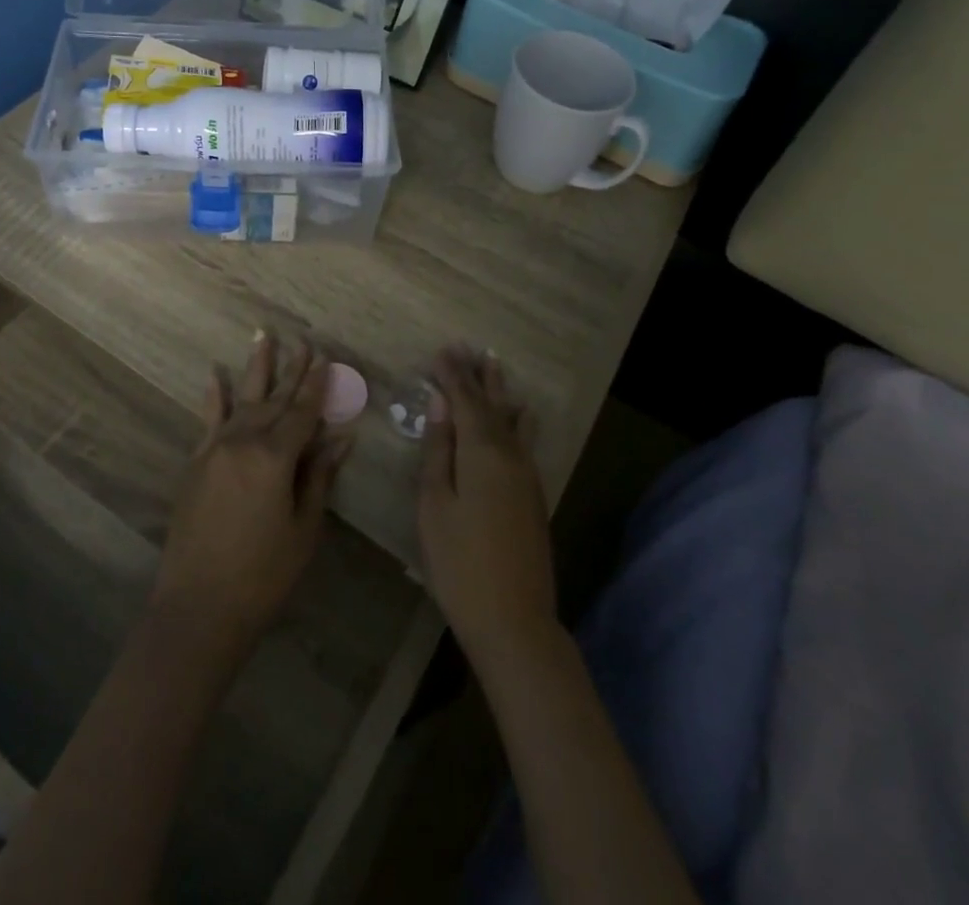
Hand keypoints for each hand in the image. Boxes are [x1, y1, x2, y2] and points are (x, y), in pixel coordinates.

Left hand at [152, 331, 353, 655]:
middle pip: (274, 400)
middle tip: (304, 341)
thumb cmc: (263, 574)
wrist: (198, 606)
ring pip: (242, 400)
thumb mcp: (303, 528)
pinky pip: (208, 420)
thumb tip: (341, 437)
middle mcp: (243, 442)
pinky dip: (215, 396)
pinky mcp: (195, 462)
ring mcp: (215, 449)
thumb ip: (319, 476)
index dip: (318, 387)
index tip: (327, 359)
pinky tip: (216, 375)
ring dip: (256, 368)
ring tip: (264, 336)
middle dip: (292, 370)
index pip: (303, 413)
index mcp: (275, 457)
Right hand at [417, 346, 557, 670]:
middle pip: (493, 405)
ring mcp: (527, 475)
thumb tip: (441, 406)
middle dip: (478, 376)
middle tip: (470, 348)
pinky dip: (515, 419)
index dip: (453, 375)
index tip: (442, 349)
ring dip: (501, 392)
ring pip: (513, 421)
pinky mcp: (534, 495)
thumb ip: (439, 451)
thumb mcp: (434, 504)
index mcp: (482, 452)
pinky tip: (518, 416)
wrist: (514, 619)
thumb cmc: (459, 562)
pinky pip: (524, 441)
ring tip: (495, 366)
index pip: (466, 400)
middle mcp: (510, 455)